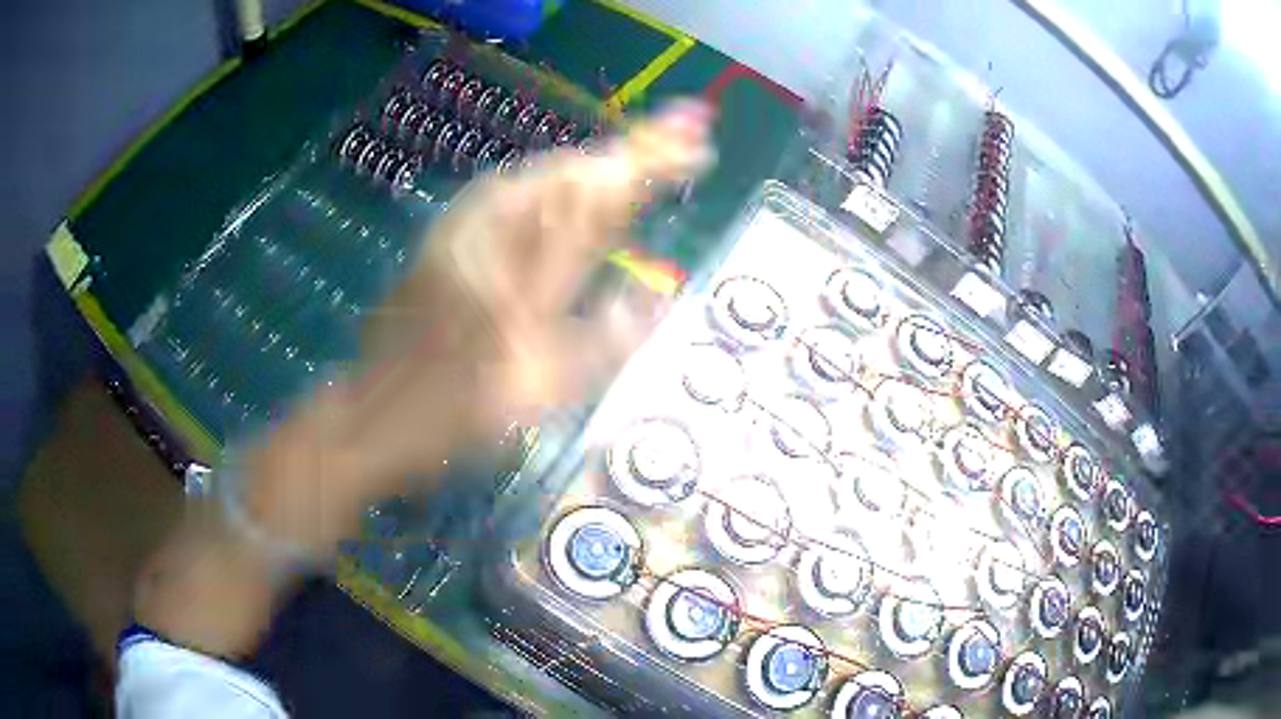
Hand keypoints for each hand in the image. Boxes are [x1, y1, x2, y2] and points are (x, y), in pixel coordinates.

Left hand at [241, 100, 715, 554]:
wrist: (370, 415)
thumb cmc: (452, 415)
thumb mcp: (537, 394)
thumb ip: (603, 343)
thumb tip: (657, 295)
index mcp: (523, 276)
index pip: (598, 202)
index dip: (649, 166)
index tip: (695, 144)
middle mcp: (493, 237)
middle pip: (570, 175)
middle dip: (628, 151)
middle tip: (675, 138)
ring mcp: (462, 231)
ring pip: (539, 177)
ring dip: (590, 162)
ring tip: (632, 155)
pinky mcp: (445, 236)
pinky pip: (509, 190)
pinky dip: (548, 179)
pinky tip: (560, 183)